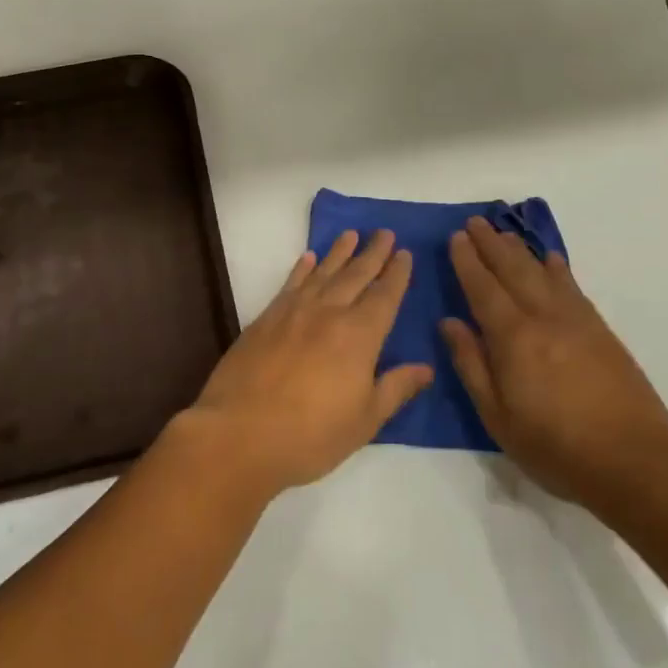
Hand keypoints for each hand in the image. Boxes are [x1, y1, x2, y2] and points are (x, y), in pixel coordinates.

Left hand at [182, 230, 430, 498]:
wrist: (240, 433)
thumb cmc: (311, 435)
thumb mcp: (365, 420)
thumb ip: (396, 388)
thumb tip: (426, 367)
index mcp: (360, 336)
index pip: (385, 296)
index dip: (397, 274)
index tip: (405, 253)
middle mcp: (330, 313)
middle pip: (356, 275)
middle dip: (373, 253)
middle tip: (384, 232)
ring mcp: (294, 312)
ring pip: (323, 272)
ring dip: (339, 252)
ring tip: (351, 234)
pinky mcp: (266, 318)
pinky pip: (290, 284)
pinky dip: (302, 268)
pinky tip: (308, 258)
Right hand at [442, 217, 667, 513]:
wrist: (636, 462)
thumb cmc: (557, 448)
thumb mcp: (499, 418)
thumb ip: (472, 365)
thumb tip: (449, 322)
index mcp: (514, 338)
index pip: (483, 288)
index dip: (467, 261)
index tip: (455, 238)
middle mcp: (543, 317)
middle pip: (512, 270)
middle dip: (490, 244)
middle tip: (473, 222)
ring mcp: (576, 320)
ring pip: (542, 272)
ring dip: (519, 249)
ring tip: (503, 232)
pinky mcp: (600, 330)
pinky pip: (572, 286)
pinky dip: (557, 268)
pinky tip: (551, 259)